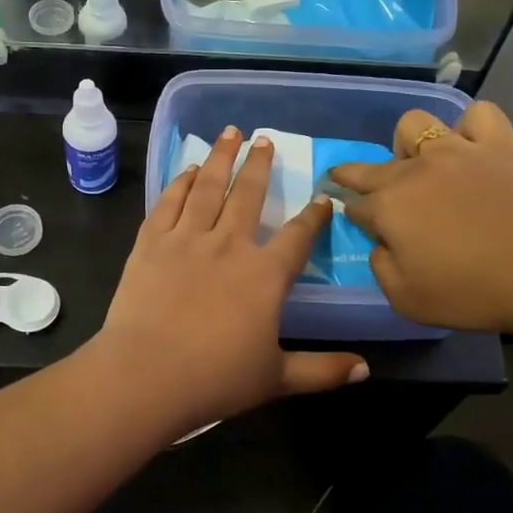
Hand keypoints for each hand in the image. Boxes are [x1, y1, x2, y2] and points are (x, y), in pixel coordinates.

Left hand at [97, 128, 367, 436]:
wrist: (145, 375)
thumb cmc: (215, 379)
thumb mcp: (276, 378)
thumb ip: (322, 371)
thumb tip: (366, 369)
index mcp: (265, 275)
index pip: (298, 236)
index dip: (314, 216)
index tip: (323, 198)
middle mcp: (229, 245)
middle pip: (249, 195)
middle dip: (260, 165)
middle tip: (265, 140)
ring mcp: (187, 239)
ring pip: (208, 187)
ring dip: (220, 157)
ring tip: (229, 133)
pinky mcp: (151, 243)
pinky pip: (169, 203)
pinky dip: (180, 183)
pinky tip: (187, 170)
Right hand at [332, 102, 512, 344]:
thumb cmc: (476, 294)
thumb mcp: (408, 301)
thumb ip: (381, 267)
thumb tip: (382, 243)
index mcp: (389, 208)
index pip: (356, 206)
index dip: (357, 217)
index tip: (363, 224)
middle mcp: (414, 170)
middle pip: (373, 166)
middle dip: (356, 176)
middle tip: (360, 187)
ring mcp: (457, 150)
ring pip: (414, 125)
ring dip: (410, 145)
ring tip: (422, 166)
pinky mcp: (498, 143)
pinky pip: (477, 116)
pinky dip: (470, 129)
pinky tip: (472, 150)